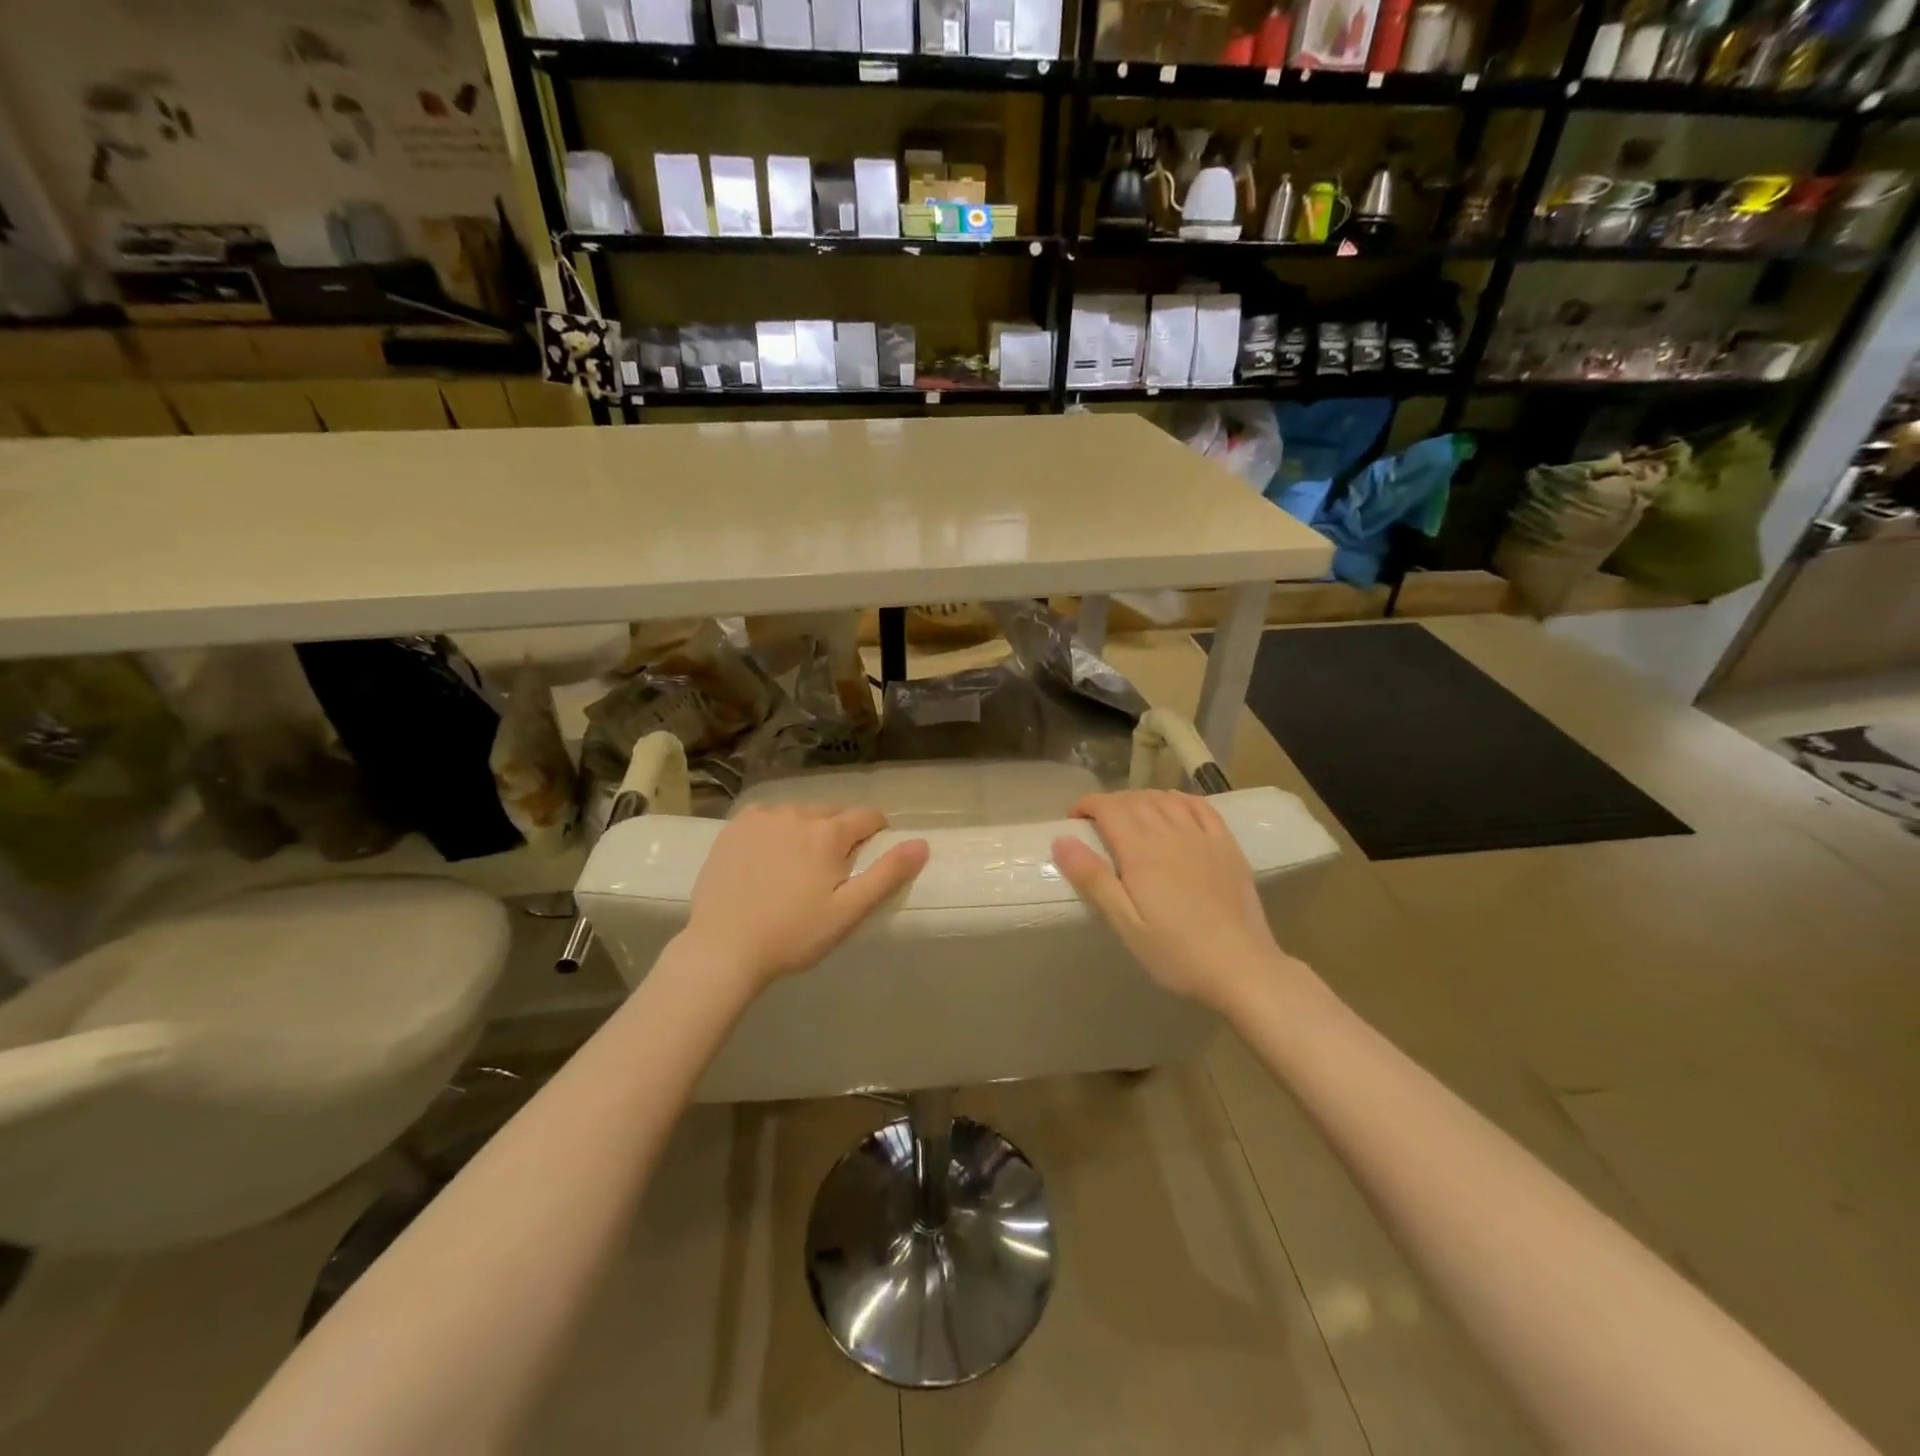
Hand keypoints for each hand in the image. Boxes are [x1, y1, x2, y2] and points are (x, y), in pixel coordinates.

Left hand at [682, 803, 928, 991]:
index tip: (868, 860)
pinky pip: (768, 818)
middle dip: (840, 835)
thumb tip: (922, 843)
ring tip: (796, 869)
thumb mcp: (848, 912)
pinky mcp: (734, 827)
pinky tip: (766, 860)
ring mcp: (762, 818)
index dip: (876, 834)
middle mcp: (797, 813)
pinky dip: (775, 831)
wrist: (721, 948)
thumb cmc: (792, 935)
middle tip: (830, 874)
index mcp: (829, 833)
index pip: (868, 816)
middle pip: (833, 814)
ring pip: (800, 815)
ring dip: (807, 831)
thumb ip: (887, 874)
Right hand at [1052, 790, 1293, 1011]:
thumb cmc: (1175, 952)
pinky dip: (1180, 799)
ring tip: (1132, 816)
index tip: (1075, 819)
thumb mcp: (1125, 923)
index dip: (1088, 805)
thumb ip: (1093, 878)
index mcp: (1141, 850)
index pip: (1109, 807)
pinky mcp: (1227, 846)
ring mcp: (1203, 836)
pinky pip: (1200, 807)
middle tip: (1098, 823)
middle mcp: (1171, 832)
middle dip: (1111, 803)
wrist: (1242, 967)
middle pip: (1135, 800)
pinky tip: (1174, 806)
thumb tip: (1061, 839)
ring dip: (1142, 799)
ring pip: (1166, 799)